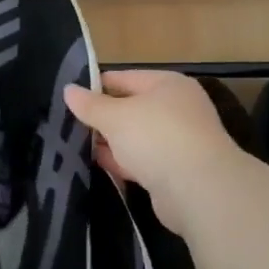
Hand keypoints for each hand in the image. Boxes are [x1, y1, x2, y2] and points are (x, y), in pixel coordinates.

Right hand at [64, 70, 242, 232]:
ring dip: (111, 142)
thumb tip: (68, 90)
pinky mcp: (177, 171)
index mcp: (167, 84)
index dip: (95, 87)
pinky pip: (143, 161)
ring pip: (136, 137)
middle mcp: (177, 108)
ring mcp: (179, 140)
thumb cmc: (155, 137)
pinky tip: (99, 165)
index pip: (123, 78)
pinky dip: (123, 162)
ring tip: (76, 146)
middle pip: (130, 108)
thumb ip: (90, 105)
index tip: (68, 100)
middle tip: (68, 125)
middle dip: (102, 118)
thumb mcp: (114, 116)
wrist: (199, 190)